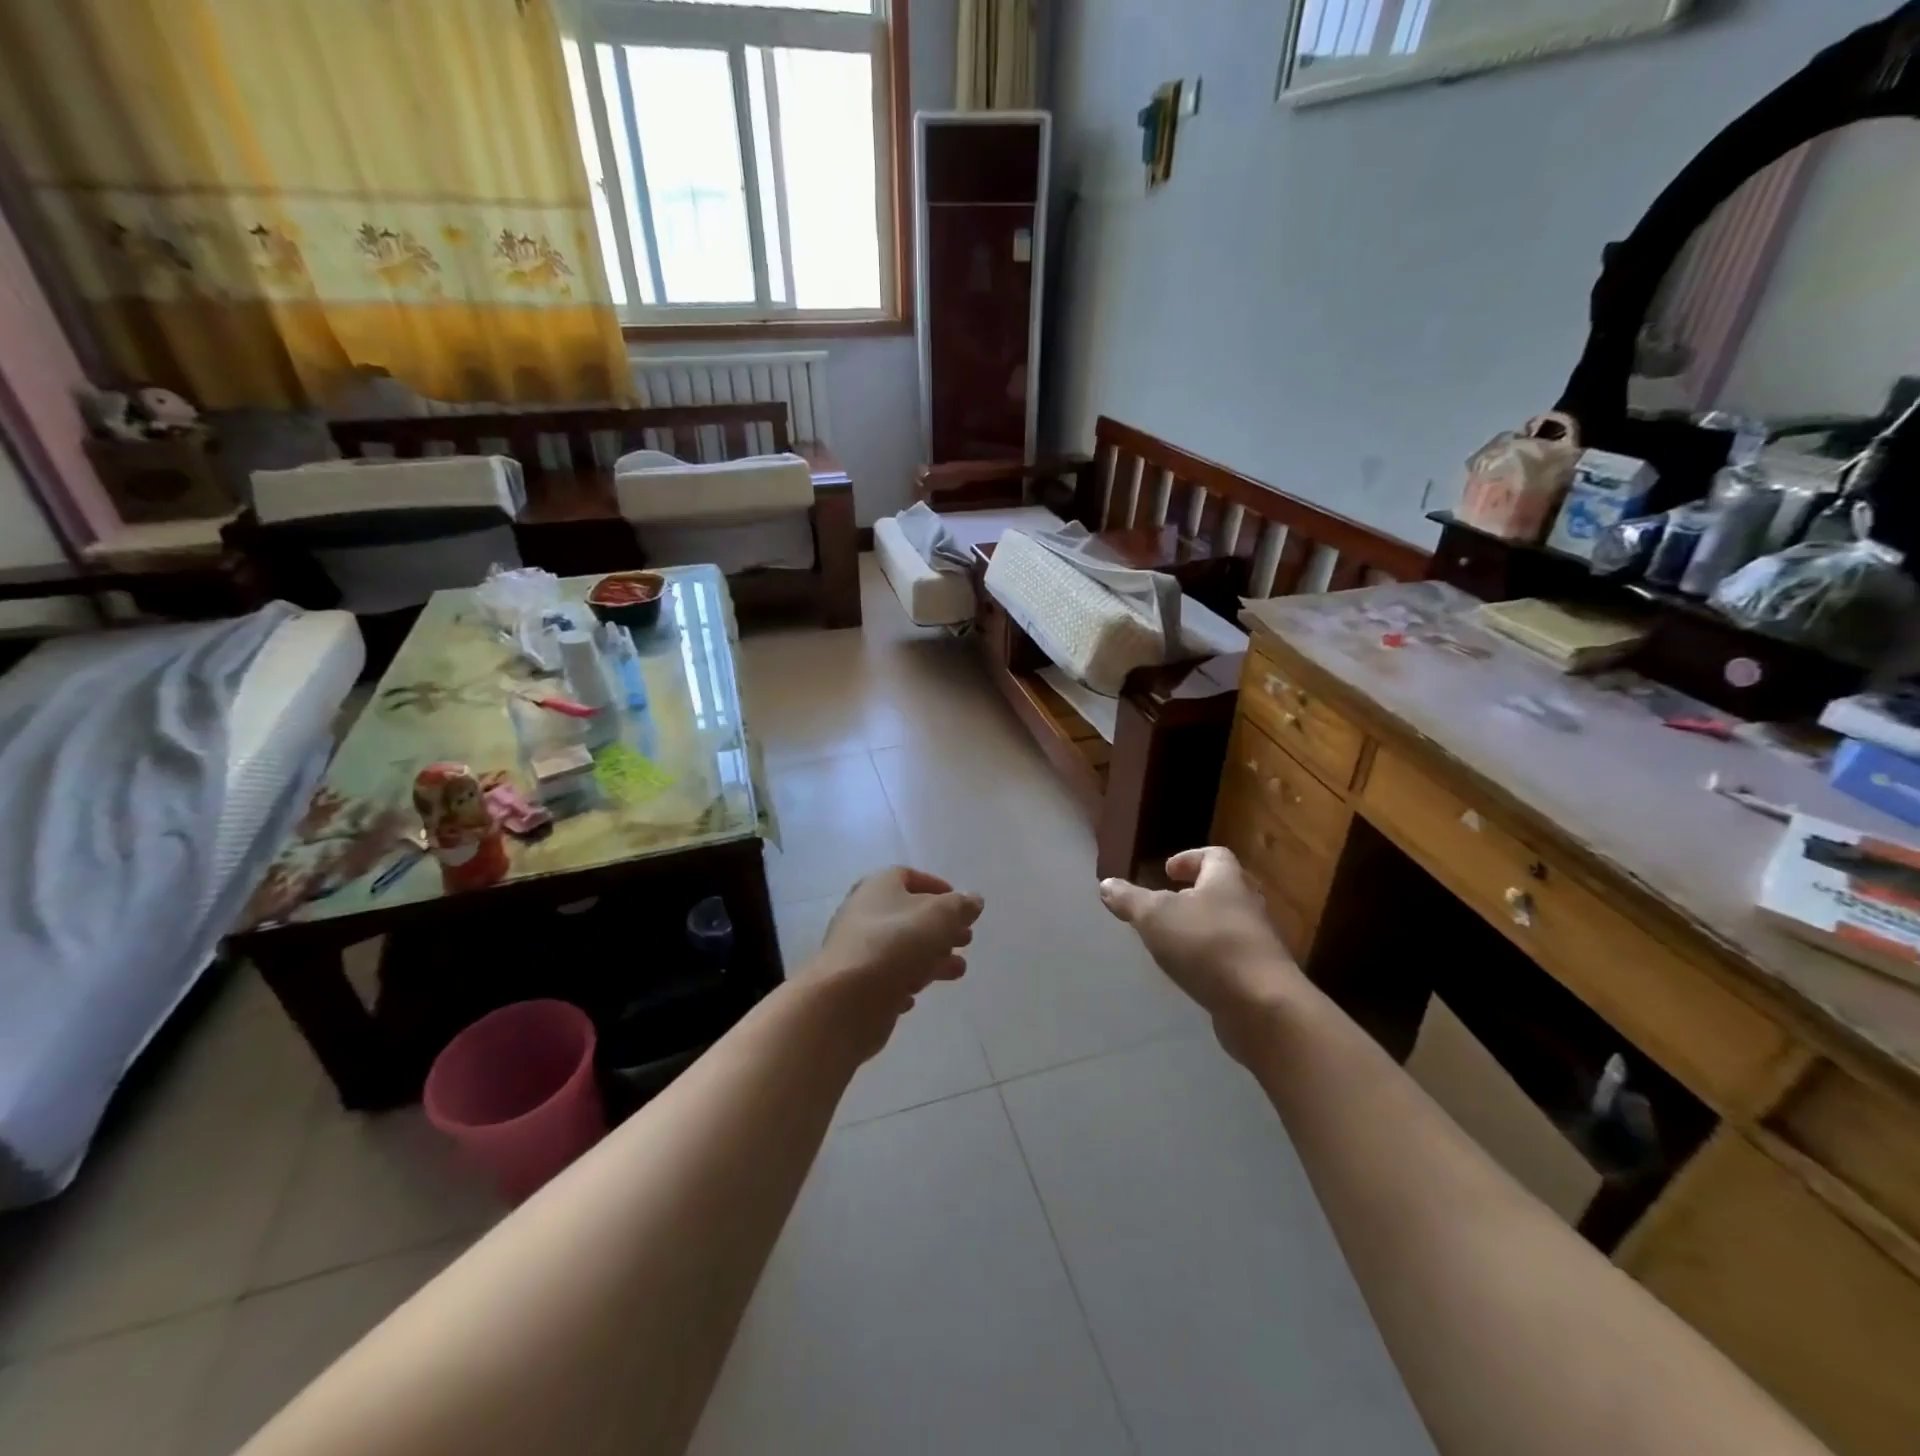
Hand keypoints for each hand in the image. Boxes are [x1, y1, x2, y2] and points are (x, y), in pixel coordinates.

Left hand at [806, 866, 983, 1056]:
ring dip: (931, 958)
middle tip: (966, 940)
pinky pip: (885, 978)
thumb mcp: (940, 916)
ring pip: (901, 948)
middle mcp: (864, 913)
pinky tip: (916, 995)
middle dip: (941, 928)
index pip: (909, 877)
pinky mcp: (855, 983)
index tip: (960, 905)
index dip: (937, 887)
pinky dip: (904, 982)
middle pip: (909, 915)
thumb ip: (961, 906)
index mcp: (880, 886)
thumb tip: (973, 900)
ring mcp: (857, 950)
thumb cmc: (897, 943)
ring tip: (957, 971)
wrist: (847, 999)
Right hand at [1099, 848, 1303, 1054]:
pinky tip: (1190, 973)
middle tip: (1166, 905)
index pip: (1214, 855)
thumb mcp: (1155, 916)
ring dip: (1201, 929)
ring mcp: (1257, 944)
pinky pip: (1231, 958)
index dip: (1190, 858)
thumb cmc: (1207, 945)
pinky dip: (1210, 960)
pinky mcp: (1259, 977)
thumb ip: (1130, 900)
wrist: (1262, 1006)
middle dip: (1195, 894)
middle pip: (1223, 890)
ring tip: (1172, 941)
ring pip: (1227, 925)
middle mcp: (1247, 906)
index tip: (1167, 870)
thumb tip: (1106, 884)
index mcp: (1226, 881)